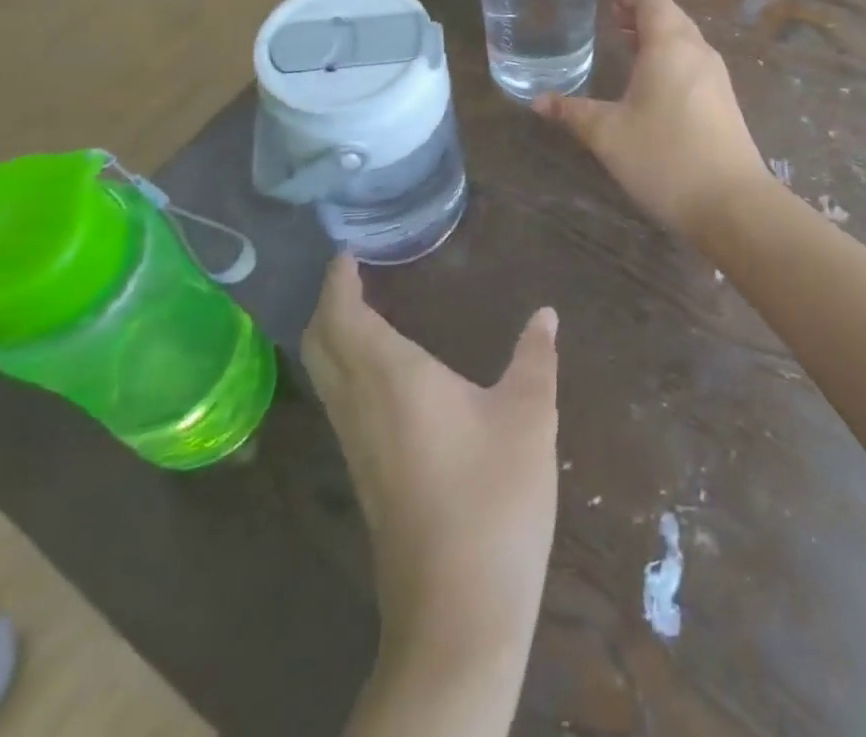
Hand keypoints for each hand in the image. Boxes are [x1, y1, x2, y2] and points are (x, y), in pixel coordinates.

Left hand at [303, 258, 557, 663]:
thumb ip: (535, 358)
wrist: (458, 614)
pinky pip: (339, 404)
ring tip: (365, 310)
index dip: (338, 281)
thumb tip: (546, 314)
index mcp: (393, 378)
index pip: (344, 316)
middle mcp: (361, 407)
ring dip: (332, 338)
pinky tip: (383, 374)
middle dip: (326, 305)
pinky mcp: (364, 478)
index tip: (347, 251)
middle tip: (352, 275)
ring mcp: (356, 447)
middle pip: (319, 345)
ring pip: (325, 377)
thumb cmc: (494, 499)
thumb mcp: (528, 417)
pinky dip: (345, 370)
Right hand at [534, 0, 772, 240]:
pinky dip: (670, 58)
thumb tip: (537, 101)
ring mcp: (716, 79)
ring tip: (628, 42)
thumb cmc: (664, 157)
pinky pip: (693, 64)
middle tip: (612, 15)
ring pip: (685, 41)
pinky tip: (652, 83)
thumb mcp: (607, 134)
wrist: (731, 204)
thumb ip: (572, 112)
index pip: (652, 1)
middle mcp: (698, 53)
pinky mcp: (724, 104)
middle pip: (671, 18)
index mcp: (670, 46)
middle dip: (641, 13)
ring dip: (657, 36)